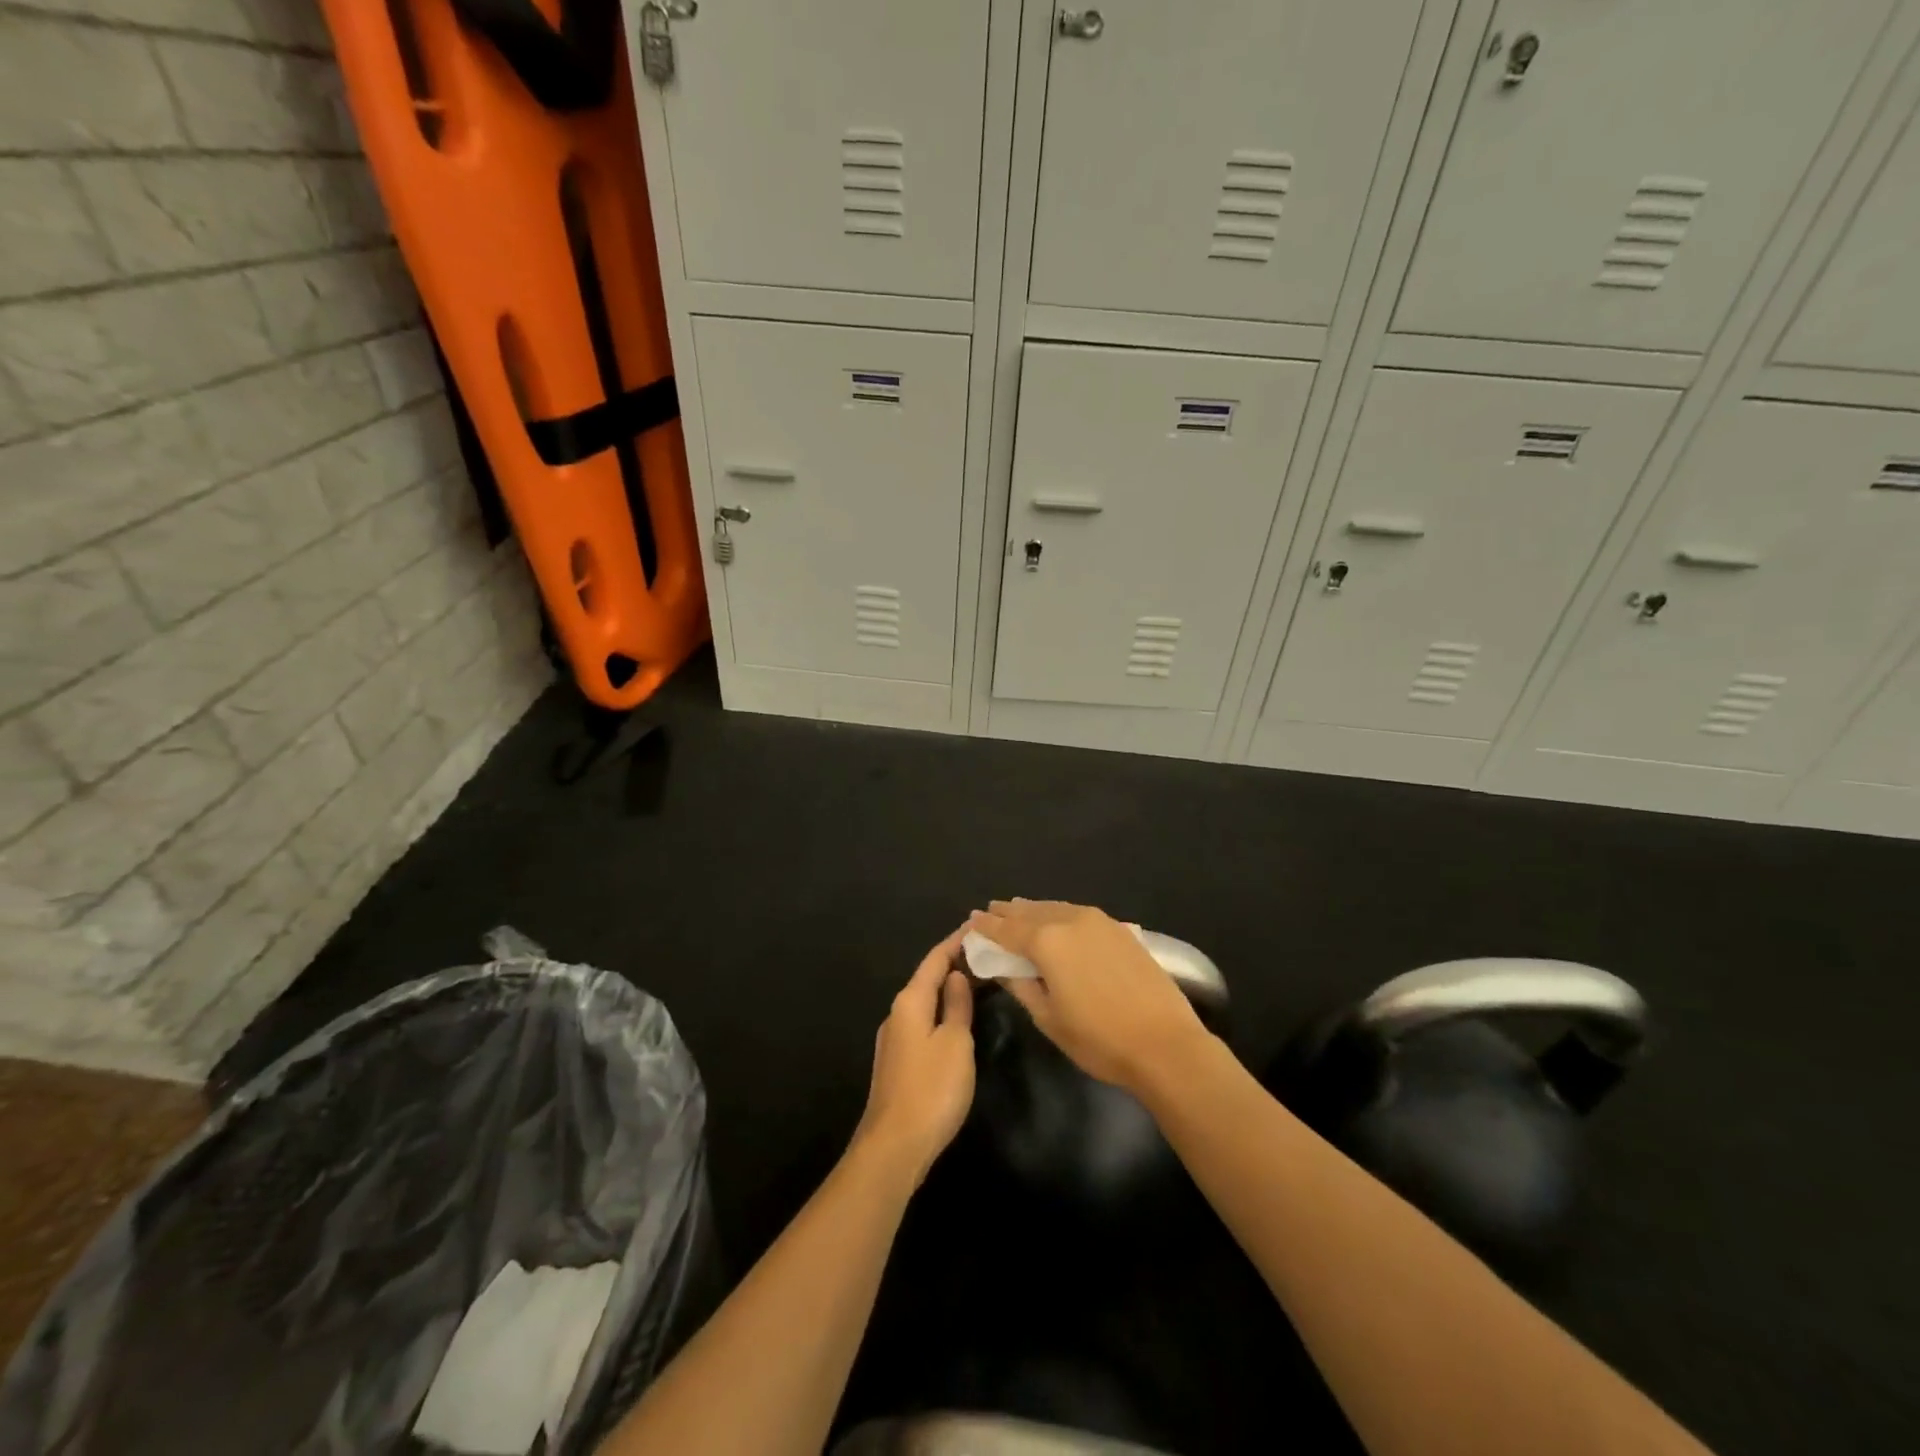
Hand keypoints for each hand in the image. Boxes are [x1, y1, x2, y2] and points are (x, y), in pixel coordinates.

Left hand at [852, 924, 975, 1187]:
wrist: (894, 1146)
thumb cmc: (932, 1089)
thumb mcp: (956, 1043)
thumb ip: (957, 1006)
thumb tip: (957, 976)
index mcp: (910, 1002)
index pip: (935, 959)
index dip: (956, 941)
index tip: (978, 926)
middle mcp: (897, 1013)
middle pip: (927, 978)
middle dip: (954, 962)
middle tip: (985, 951)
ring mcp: (895, 1039)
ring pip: (925, 1001)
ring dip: (948, 988)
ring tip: (977, 978)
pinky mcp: (898, 1062)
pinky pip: (923, 1021)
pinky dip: (942, 1010)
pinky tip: (958, 1017)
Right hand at [968, 899, 1210, 1093]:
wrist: (1165, 1044)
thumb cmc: (1099, 1039)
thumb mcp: (1049, 1018)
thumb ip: (1022, 986)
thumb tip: (1002, 967)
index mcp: (1047, 942)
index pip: (1007, 930)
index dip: (987, 927)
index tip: (971, 921)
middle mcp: (1070, 921)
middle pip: (1031, 912)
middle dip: (1009, 912)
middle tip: (990, 910)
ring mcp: (1099, 922)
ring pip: (1056, 908)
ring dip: (1034, 909)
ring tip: (1018, 909)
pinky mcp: (1120, 930)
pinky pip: (1078, 913)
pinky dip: (1060, 913)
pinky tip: (1058, 920)